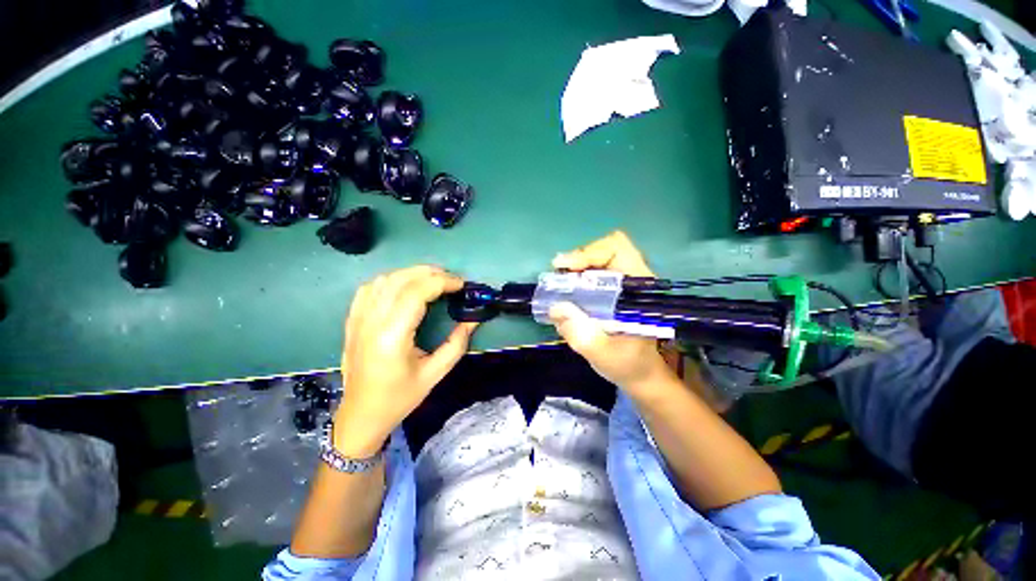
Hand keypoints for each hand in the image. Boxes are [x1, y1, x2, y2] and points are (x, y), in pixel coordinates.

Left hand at [335, 266, 477, 456]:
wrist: (361, 415)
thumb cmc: (399, 398)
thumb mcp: (434, 374)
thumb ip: (457, 343)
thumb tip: (474, 319)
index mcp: (392, 337)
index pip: (416, 293)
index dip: (441, 282)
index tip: (461, 284)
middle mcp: (371, 322)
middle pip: (400, 280)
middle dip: (430, 273)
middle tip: (452, 280)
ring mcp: (358, 319)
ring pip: (384, 280)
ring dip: (412, 273)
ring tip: (433, 279)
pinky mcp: (352, 320)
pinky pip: (370, 289)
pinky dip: (392, 280)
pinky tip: (405, 286)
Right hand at [549, 231, 675, 399]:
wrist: (639, 373)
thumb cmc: (628, 364)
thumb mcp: (603, 355)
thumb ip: (581, 333)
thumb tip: (555, 307)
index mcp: (639, 288)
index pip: (618, 249)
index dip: (590, 253)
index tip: (568, 268)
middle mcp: (631, 279)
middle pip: (603, 250)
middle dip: (577, 259)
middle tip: (557, 275)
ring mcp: (620, 284)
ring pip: (595, 260)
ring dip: (574, 269)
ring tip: (557, 285)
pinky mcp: (611, 292)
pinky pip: (590, 274)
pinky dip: (574, 279)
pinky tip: (565, 294)